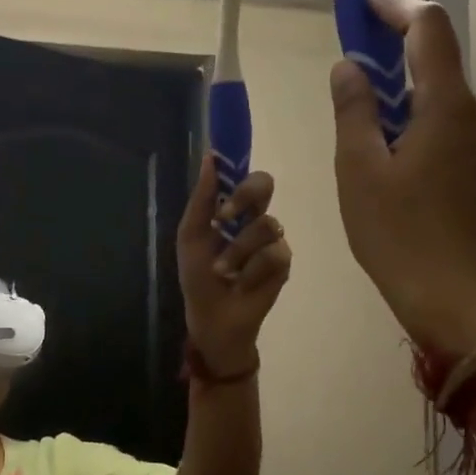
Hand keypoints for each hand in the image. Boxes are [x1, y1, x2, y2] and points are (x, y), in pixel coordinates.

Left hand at [177, 156, 292, 374]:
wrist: (212, 317)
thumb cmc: (198, 278)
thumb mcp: (191, 237)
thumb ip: (202, 200)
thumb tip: (209, 157)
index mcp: (232, 210)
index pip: (243, 176)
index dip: (238, 166)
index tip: (224, 164)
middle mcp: (255, 218)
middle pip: (264, 184)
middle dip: (245, 196)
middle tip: (224, 217)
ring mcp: (272, 240)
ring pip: (266, 225)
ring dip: (237, 251)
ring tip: (223, 271)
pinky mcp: (284, 263)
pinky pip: (273, 254)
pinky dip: (251, 271)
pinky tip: (242, 284)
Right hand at [331, 0, 475, 354]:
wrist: (452, 300)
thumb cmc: (397, 234)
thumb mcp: (359, 171)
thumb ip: (354, 111)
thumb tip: (349, 67)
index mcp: (446, 107)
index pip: (428, 30)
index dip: (396, 5)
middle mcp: (475, 117)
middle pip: (437, 62)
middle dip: (395, 49)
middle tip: (352, 56)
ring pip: (440, 101)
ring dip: (403, 93)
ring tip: (362, 115)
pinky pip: (445, 132)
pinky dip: (415, 124)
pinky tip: (388, 156)